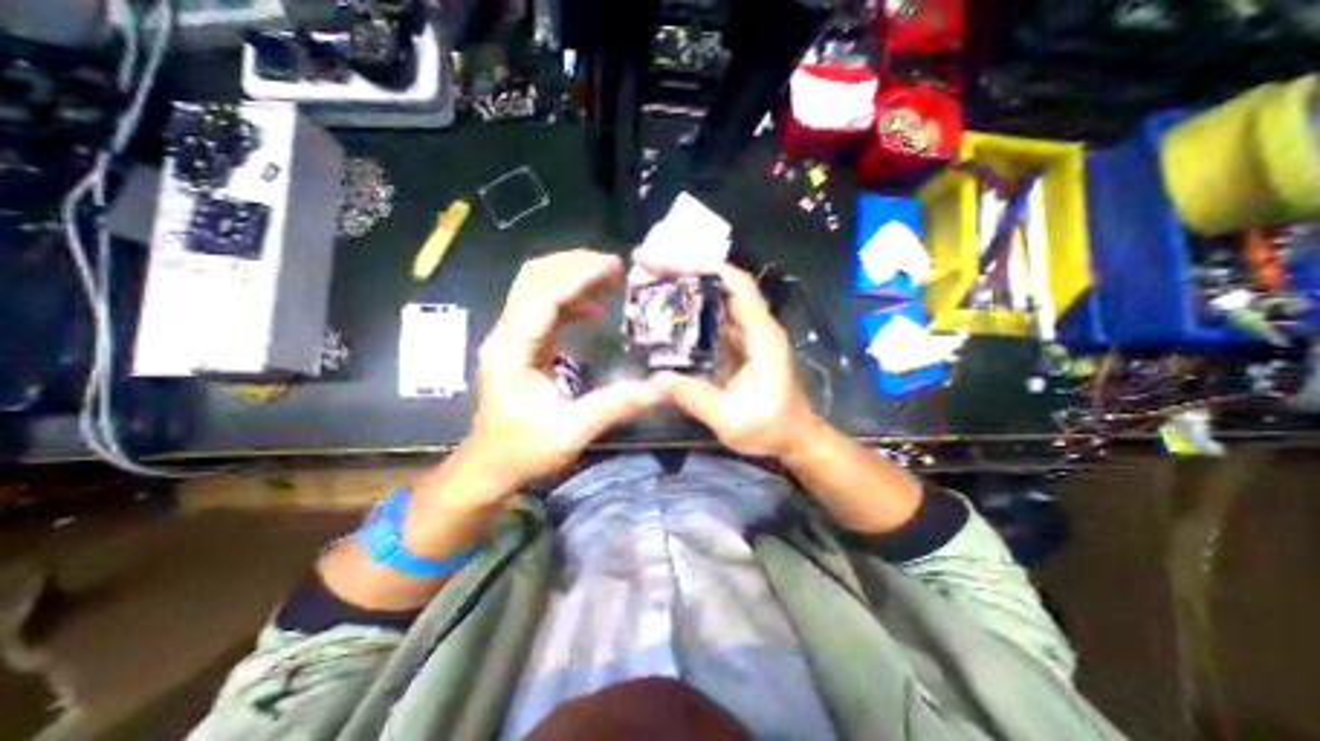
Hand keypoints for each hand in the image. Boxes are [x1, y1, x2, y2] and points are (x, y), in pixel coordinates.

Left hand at [466, 252, 670, 490]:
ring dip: (571, 277)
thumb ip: (615, 405)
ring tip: (608, 278)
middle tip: (613, 265)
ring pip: (537, 288)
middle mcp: (507, 335)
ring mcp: (512, 338)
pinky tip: (594, 309)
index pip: (544, 296)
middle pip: (533, 279)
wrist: (490, 465)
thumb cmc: (524, 450)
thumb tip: (661, 386)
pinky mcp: (521, 345)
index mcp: (512, 350)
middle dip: (573, 265)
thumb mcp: (572, 431)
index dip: (578, 276)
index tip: (613, 264)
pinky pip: (544, 309)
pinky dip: (569, 300)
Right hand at [633, 249, 820, 458]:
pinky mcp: (733, 347)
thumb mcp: (732, 420)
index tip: (668, 261)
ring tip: (646, 281)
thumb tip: (656, 378)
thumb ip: (696, 398)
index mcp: (762, 335)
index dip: (705, 267)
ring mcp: (742, 336)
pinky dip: (684, 314)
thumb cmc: (772, 429)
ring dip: (681, 288)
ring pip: (711, 301)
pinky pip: (707, 322)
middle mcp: (753, 327)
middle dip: (683, 270)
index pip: (737, 285)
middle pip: (720, 285)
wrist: (793, 438)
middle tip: (645, 263)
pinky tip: (660, 315)